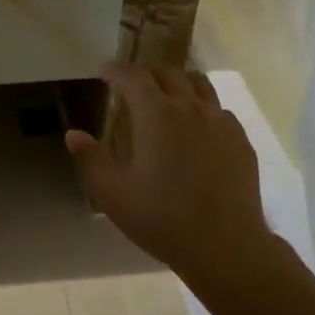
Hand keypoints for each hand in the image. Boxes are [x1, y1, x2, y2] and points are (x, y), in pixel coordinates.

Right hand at [66, 64, 275, 286]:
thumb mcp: (113, 194)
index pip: (133, 76)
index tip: (103, 73)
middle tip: (132, 87)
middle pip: (168, 73)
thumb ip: (91, 159)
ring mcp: (221, 122)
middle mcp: (191, 108)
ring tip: (167, 98)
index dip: (115, 70)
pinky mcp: (240, 141)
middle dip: (146, 73)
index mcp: (156, 114)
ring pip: (200, 85)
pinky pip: (219, 111)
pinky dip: (202, 109)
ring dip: (178, 83)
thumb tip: (74, 134)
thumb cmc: (161, 218)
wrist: (224, 245)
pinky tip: (196, 130)